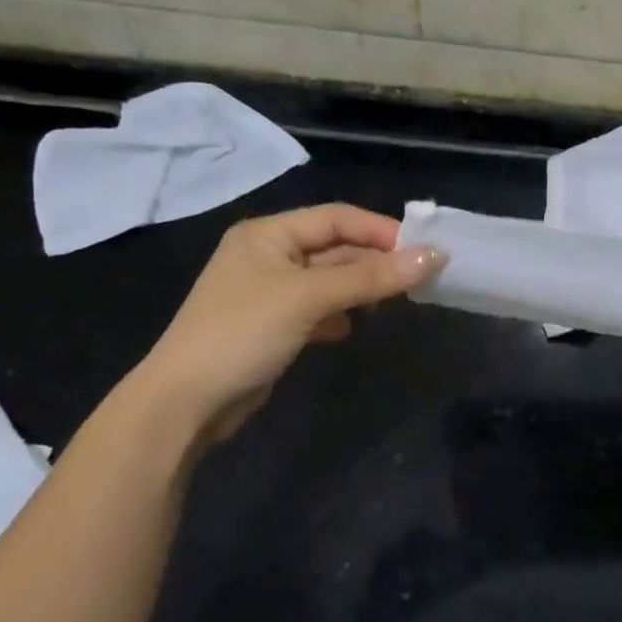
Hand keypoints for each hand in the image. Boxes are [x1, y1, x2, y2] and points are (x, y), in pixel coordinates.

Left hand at [133, 204, 444, 438]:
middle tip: (420, 277)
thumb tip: (435, 257)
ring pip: (331, 280)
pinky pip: (320, 308)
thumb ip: (371, 277)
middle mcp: (269, 255)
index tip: (423, 249)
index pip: (336, 218)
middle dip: (375, 261)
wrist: (186, 403)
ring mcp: (270, 292)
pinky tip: (352, 328)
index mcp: (268, 234)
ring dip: (361, 289)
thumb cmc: (243, 333)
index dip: (380, 230)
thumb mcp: (309, 298)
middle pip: (335, 248)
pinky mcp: (275, 325)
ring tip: (395, 301)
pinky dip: (340, 314)